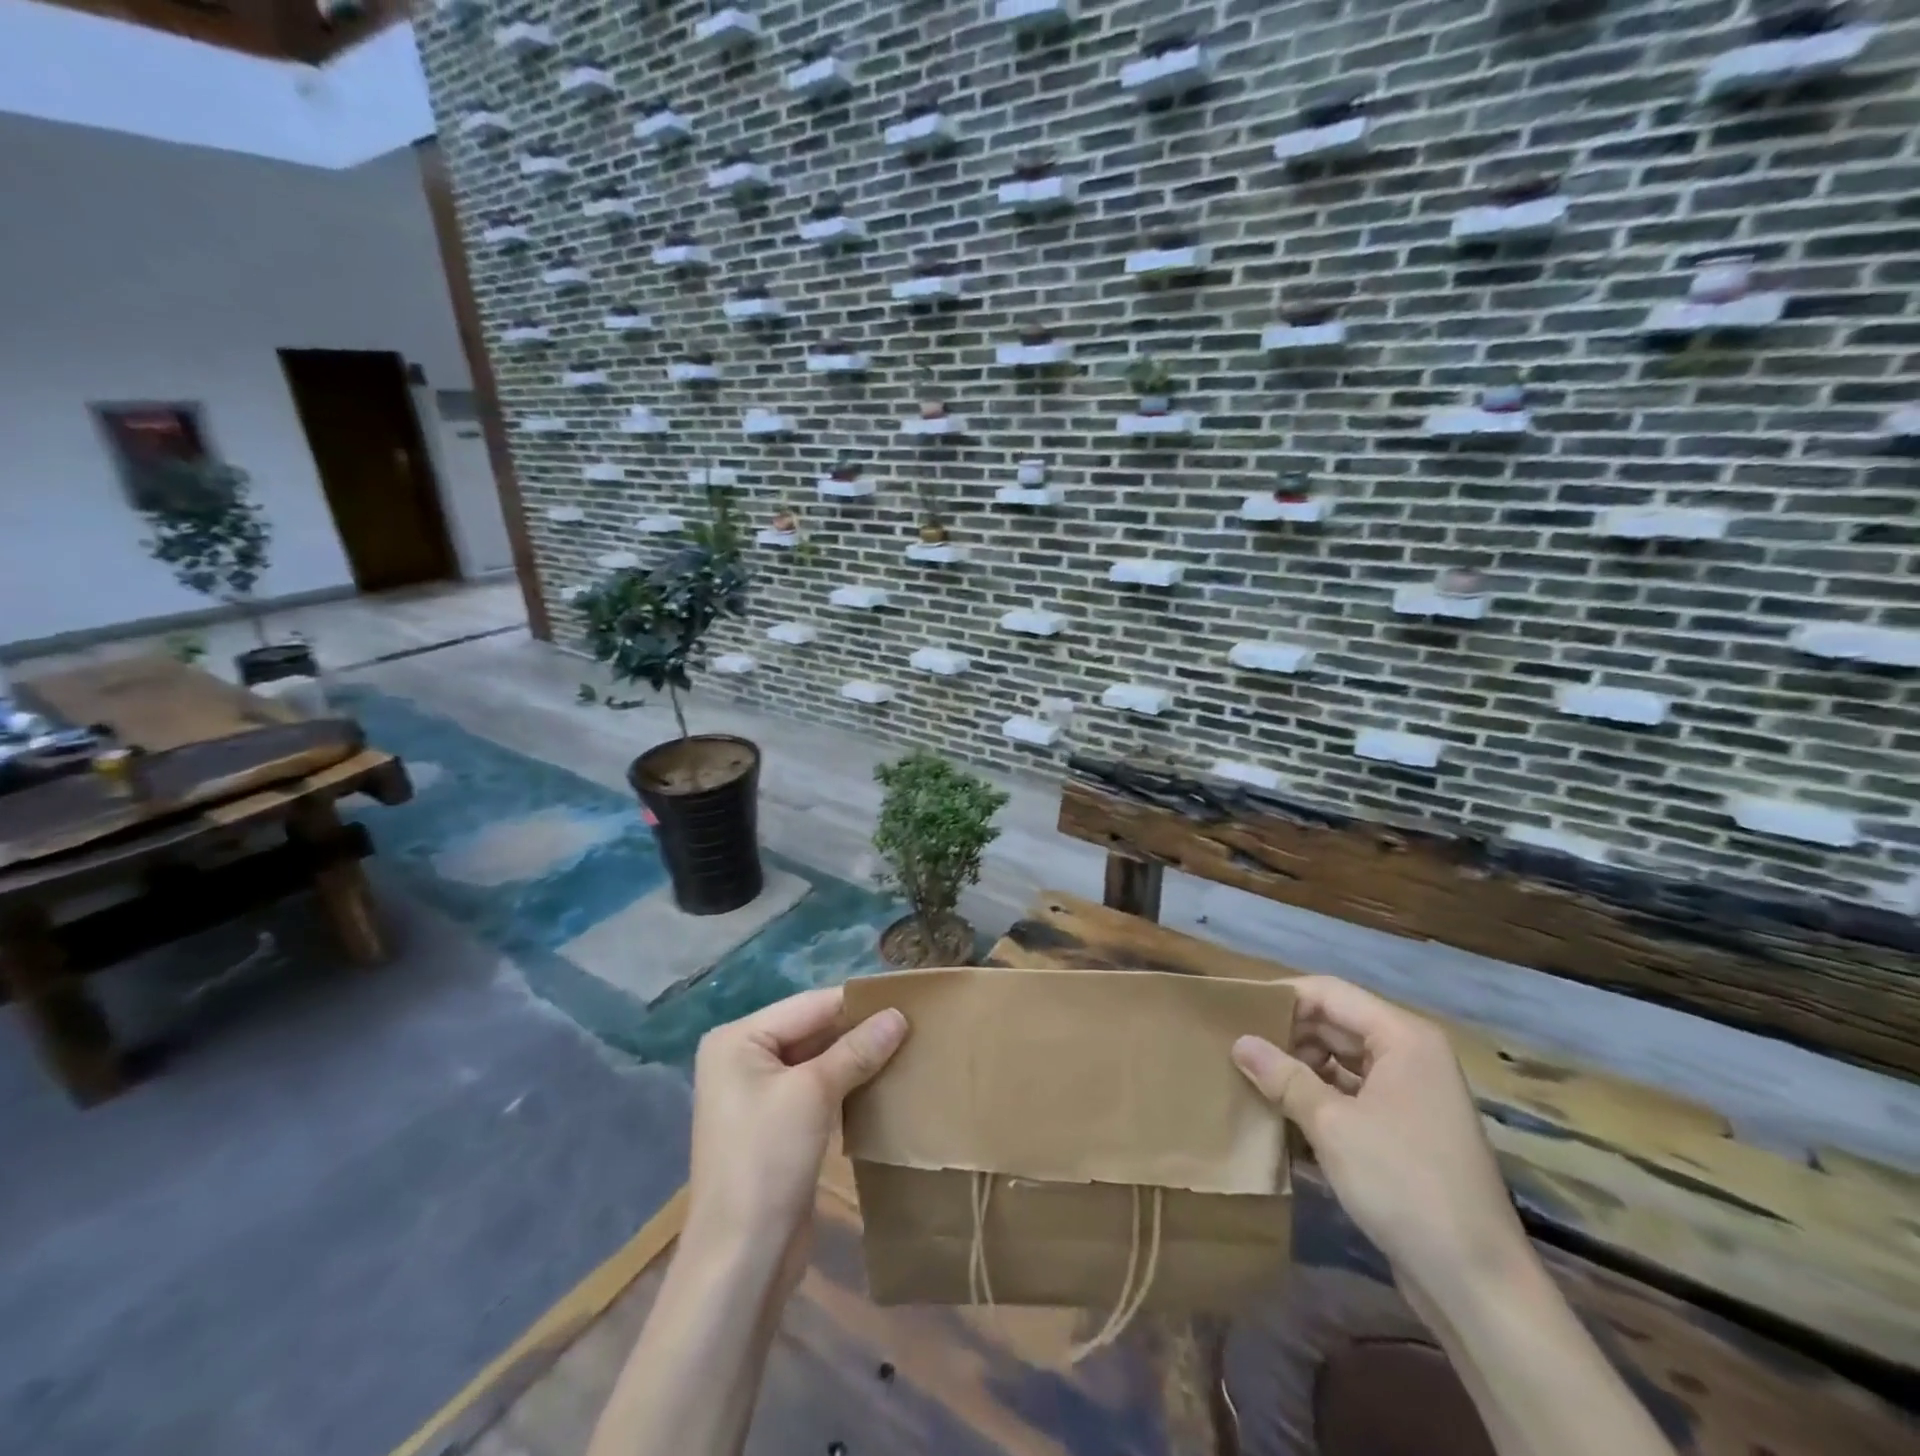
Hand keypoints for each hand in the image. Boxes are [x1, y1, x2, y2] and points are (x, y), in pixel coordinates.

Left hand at [685, 987, 908, 1268]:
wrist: (742, 1258)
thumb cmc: (768, 1159)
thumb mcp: (814, 1093)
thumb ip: (857, 1049)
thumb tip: (898, 1015)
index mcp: (738, 1039)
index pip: (810, 1005)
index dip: (857, 1002)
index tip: (907, 997)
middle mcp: (743, 1059)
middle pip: (812, 1030)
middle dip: (859, 1030)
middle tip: (913, 1024)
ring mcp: (757, 1094)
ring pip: (817, 1060)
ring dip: (857, 1058)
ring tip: (907, 1048)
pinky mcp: (775, 1125)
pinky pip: (816, 1089)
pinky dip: (846, 1084)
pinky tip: (883, 1082)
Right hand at [1232, 976, 1528, 1302]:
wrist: (1477, 1282)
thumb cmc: (1403, 1183)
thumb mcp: (1332, 1124)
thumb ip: (1283, 1076)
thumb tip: (1239, 1042)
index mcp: (1403, 1038)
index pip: (1329, 994)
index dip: (1282, 997)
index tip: (1235, 1010)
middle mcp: (1411, 1055)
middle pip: (1337, 1024)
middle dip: (1288, 1033)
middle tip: (1236, 1045)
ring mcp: (1412, 1094)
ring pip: (1342, 1060)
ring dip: (1300, 1066)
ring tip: (1252, 1075)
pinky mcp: (1407, 1130)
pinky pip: (1353, 1093)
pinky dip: (1319, 1096)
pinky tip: (1282, 1109)